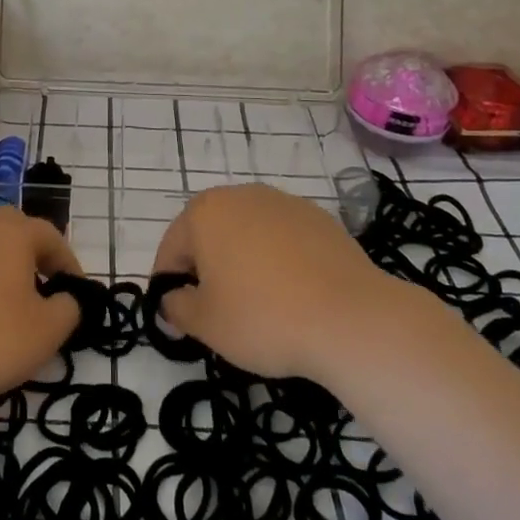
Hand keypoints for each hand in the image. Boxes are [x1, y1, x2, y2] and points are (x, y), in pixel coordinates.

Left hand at [0, 207, 83, 413]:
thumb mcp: (46, 332)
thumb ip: (69, 309)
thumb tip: (66, 299)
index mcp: (11, 230)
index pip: (51, 236)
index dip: (69, 264)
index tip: (76, 293)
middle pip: (14, 230)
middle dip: (33, 255)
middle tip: (44, 290)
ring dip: (1, 263)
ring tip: (9, 298)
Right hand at [153, 183, 404, 380]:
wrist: (350, 318)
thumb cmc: (263, 317)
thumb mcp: (204, 324)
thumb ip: (176, 307)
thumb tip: (172, 300)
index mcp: (204, 212)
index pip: (171, 250)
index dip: (169, 288)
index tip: (180, 321)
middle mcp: (241, 195)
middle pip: (209, 236)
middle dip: (207, 271)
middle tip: (217, 314)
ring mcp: (284, 203)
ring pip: (247, 235)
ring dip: (242, 263)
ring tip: (258, 306)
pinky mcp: (319, 219)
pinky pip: (283, 240)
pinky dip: (278, 262)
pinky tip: (292, 296)